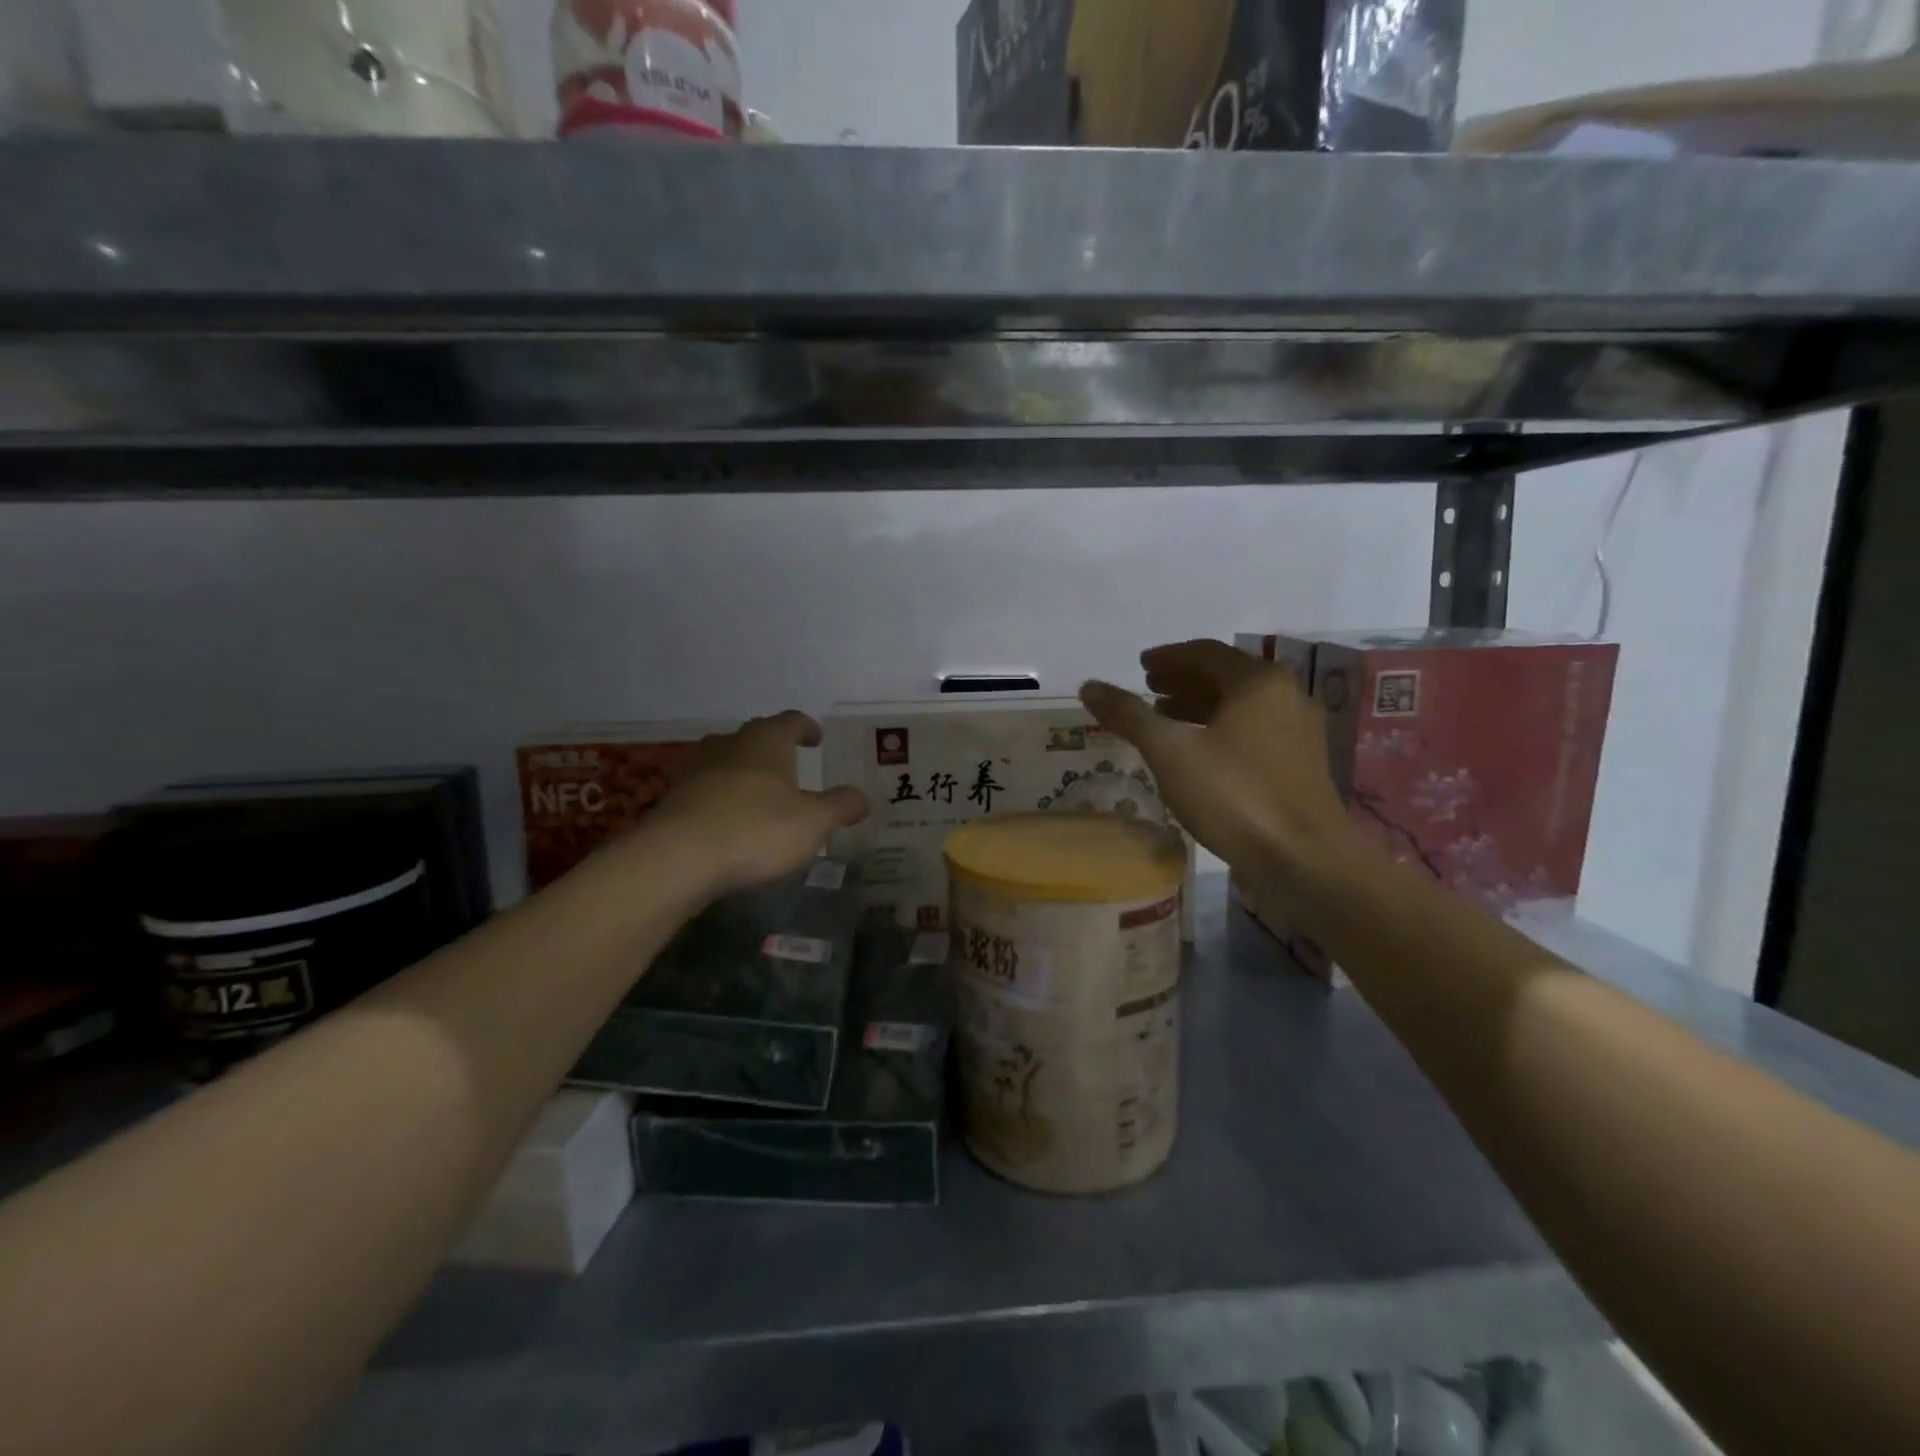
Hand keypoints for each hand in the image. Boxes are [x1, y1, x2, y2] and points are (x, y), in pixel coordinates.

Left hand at [648, 712, 868, 896]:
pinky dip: (721, 798)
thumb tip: (862, 798)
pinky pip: (706, 790)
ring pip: (726, 761)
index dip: (806, 728)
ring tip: (760, 793)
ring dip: (744, 772)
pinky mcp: (674, 799)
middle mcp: (730, 745)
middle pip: (755, 737)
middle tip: (791, 765)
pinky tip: (730, 820)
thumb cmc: (757, 829)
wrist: (678, 857)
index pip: (791, 721)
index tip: (816, 737)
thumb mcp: (814, 822)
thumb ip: (840, 807)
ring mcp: (697, 770)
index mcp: (767, 741)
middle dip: (774, 749)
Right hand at [1080, 640, 1353, 886]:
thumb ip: (1129, 715)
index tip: (1140, 666)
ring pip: (1240, 706)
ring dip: (1200, 705)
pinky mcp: (1300, 764)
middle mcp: (1286, 695)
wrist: (1303, 860)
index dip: (1169, 657)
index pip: (1206, 652)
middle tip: (1149, 688)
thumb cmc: (1235, 795)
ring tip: (1164, 717)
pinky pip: (1252, 730)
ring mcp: (1298, 731)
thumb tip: (1089, 686)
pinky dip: (1219, 729)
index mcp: (1259, 681)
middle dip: (1184, 680)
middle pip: (1226, 676)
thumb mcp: (1171, 752)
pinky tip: (1197, 752)